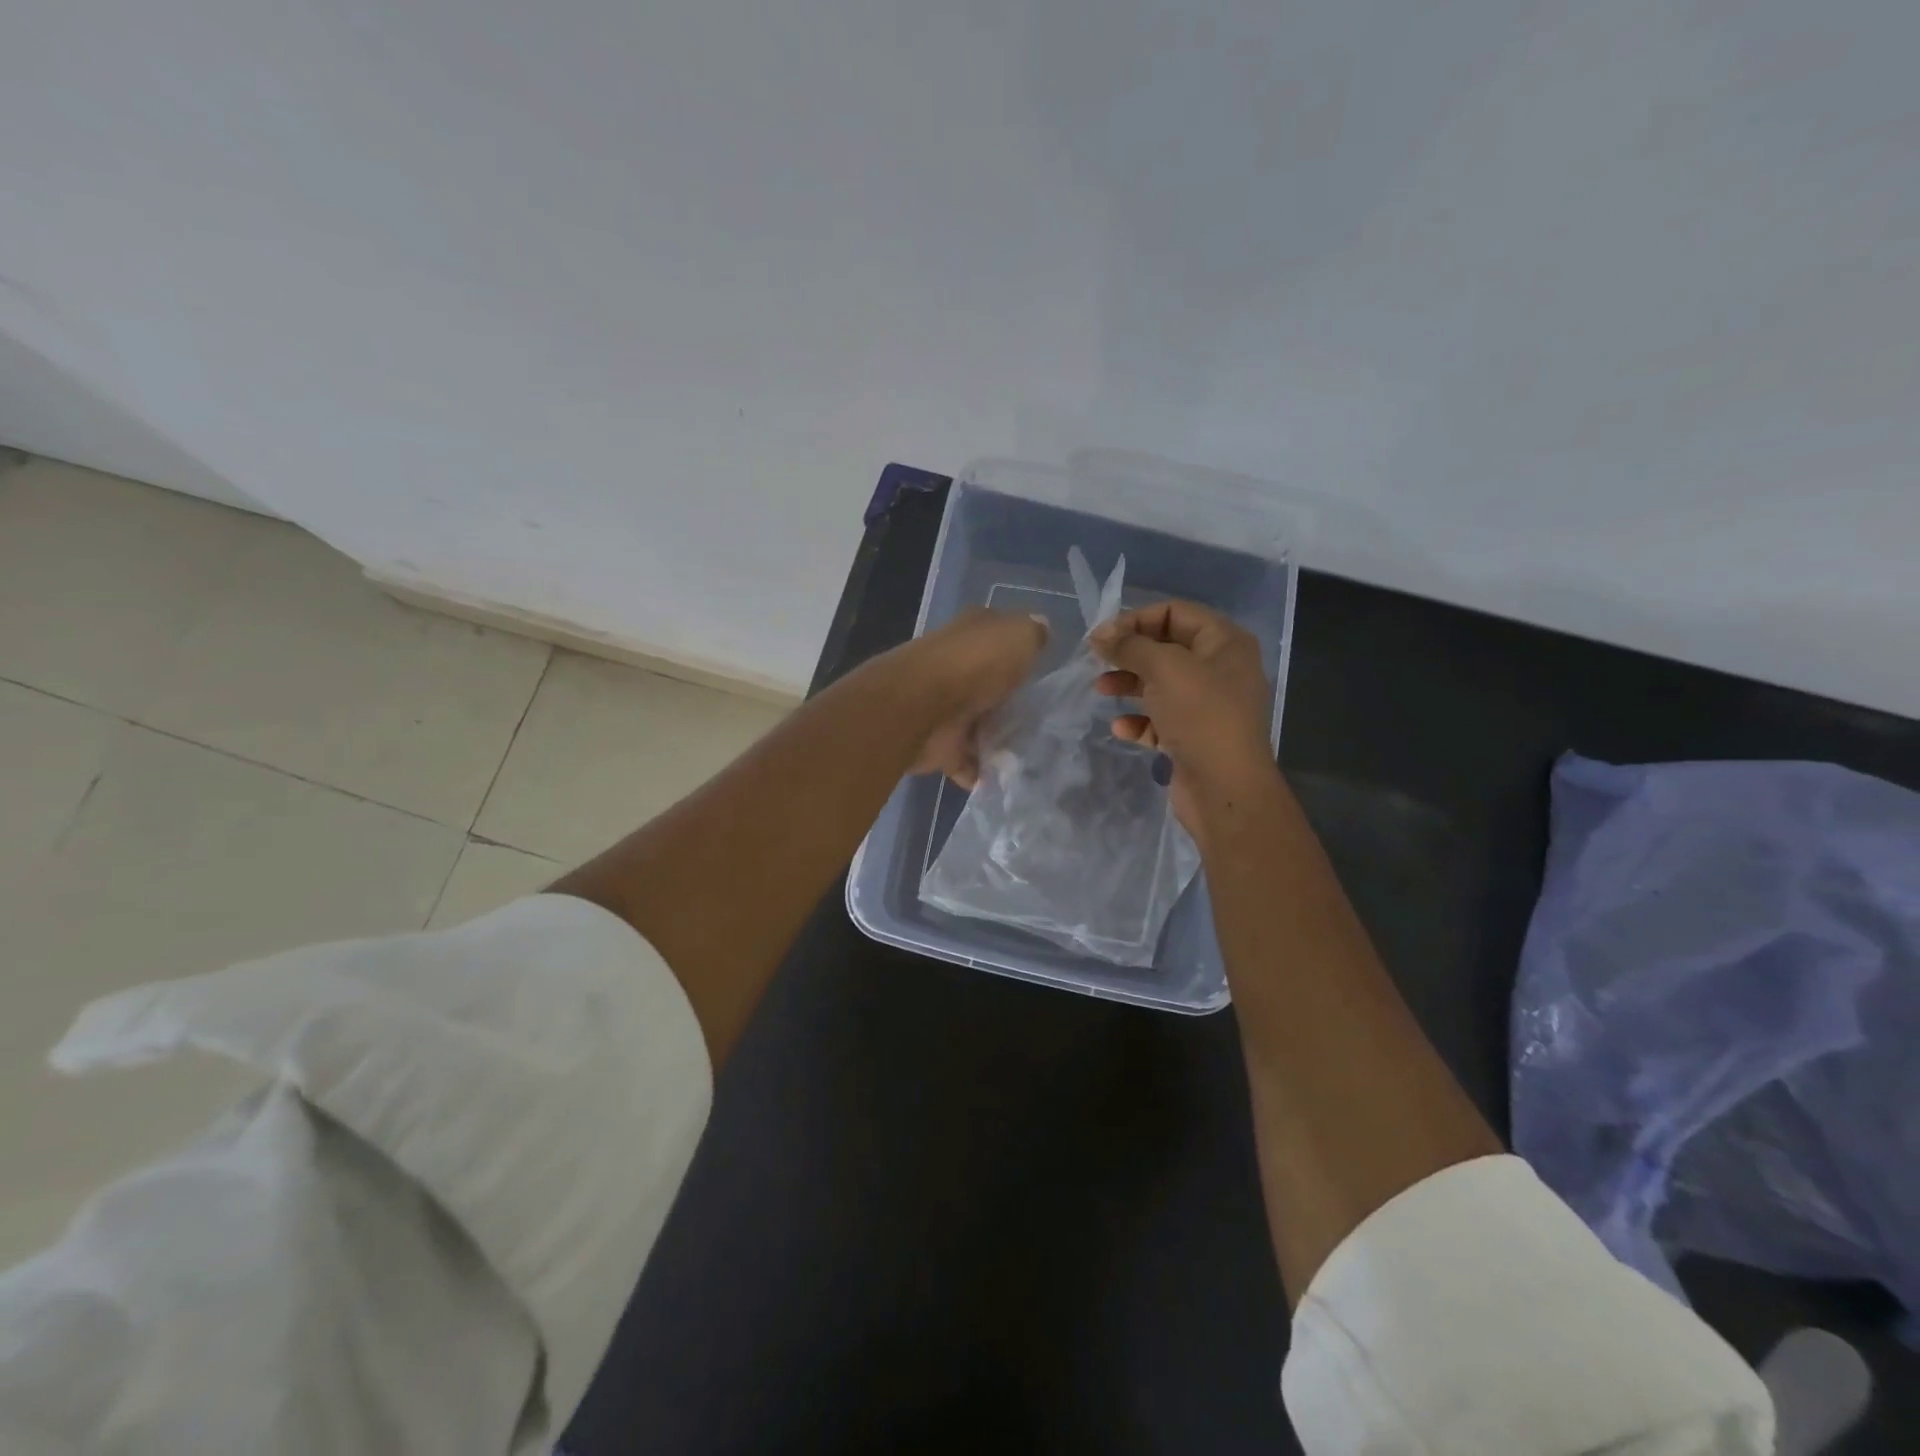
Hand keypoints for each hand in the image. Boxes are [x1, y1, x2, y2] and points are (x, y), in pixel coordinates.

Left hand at [893, 608, 1047, 786]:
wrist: (921, 706)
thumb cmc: (974, 664)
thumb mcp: (1018, 636)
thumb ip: (1032, 634)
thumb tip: (1041, 627)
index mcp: (970, 635)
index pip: (997, 637)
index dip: (1018, 650)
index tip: (1044, 671)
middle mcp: (954, 669)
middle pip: (988, 686)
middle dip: (1010, 703)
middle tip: (1046, 722)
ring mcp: (943, 709)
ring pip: (977, 724)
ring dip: (997, 740)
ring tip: (1033, 755)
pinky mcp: (938, 745)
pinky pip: (965, 761)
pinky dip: (980, 772)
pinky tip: (1007, 780)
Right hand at [1090, 600, 1276, 831]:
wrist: (1225, 788)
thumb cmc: (1200, 716)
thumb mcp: (1164, 669)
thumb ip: (1129, 646)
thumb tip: (1100, 634)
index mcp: (1224, 643)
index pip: (1175, 612)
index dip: (1137, 619)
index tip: (1103, 636)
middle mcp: (1220, 669)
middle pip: (1166, 648)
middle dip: (1130, 653)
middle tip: (1097, 660)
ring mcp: (1208, 705)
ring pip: (1160, 684)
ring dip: (1129, 684)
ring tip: (1101, 690)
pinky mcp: (1194, 736)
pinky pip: (1161, 719)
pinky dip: (1139, 720)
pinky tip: (1121, 728)